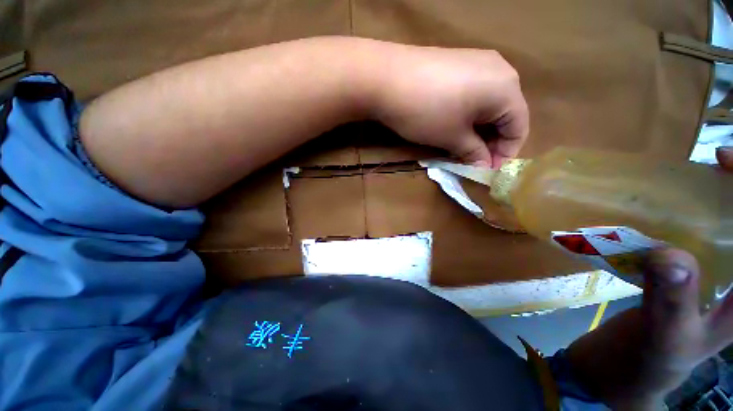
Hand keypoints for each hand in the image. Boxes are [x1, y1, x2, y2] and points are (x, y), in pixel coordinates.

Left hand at [373, 45, 529, 168]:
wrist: (386, 78)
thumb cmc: (426, 112)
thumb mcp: (452, 138)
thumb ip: (474, 153)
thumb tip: (484, 166)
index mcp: (507, 88)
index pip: (519, 128)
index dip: (505, 154)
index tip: (487, 172)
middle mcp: (500, 69)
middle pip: (505, 114)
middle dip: (491, 142)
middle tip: (474, 162)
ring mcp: (477, 61)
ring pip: (488, 104)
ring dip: (479, 130)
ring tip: (463, 148)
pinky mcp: (458, 61)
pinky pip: (474, 92)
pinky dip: (469, 114)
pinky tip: (455, 126)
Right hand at [566, 147, 732, 408]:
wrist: (625, 368)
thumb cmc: (650, 360)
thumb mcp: (666, 336)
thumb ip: (673, 301)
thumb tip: (669, 255)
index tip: (726, 160)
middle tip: (715, 164)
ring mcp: (712, 279)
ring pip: (729, 229)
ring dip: (720, 200)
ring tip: (696, 180)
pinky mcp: (686, 275)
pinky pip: (699, 238)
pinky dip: (691, 218)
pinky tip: (669, 212)